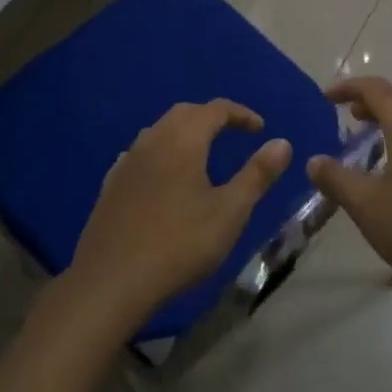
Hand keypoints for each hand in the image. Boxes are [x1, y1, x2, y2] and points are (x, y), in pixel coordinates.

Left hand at [69, 100, 291, 325]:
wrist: (110, 282)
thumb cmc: (178, 244)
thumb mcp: (229, 212)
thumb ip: (257, 174)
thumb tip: (282, 143)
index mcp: (183, 140)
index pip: (216, 109)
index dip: (241, 114)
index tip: (260, 129)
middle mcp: (153, 140)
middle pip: (185, 113)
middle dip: (211, 117)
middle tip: (233, 133)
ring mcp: (127, 161)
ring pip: (160, 131)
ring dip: (185, 133)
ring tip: (202, 153)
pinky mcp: (111, 185)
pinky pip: (142, 153)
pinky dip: (162, 152)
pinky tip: (165, 176)